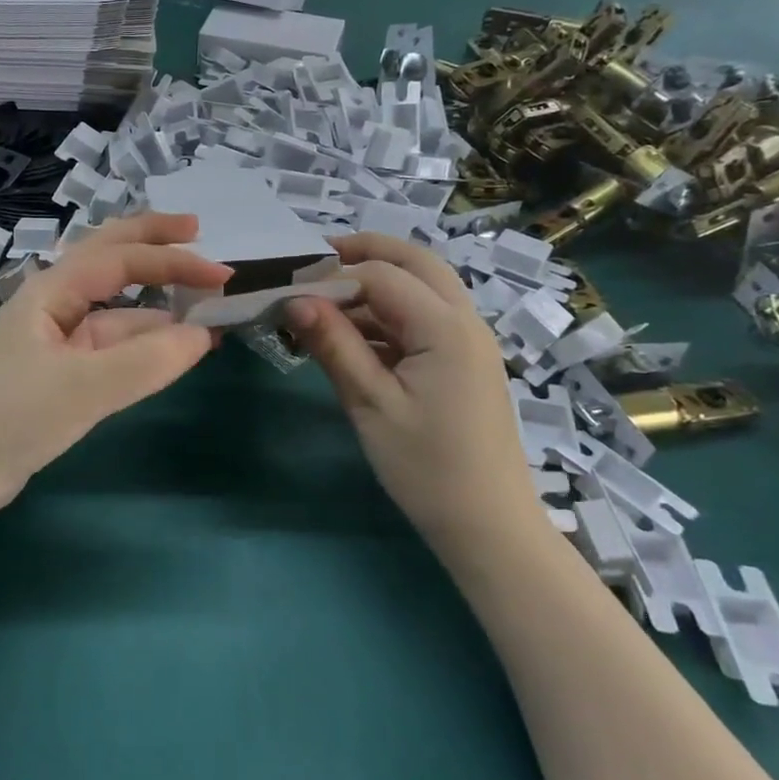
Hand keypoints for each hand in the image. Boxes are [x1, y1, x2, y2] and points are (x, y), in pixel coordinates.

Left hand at [0, 213, 231, 519]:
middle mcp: (53, 303)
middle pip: (109, 257)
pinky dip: (142, 339)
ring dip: (155, 299)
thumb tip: (204, 335)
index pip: (121, 258)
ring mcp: (56, 337)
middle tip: (198, 231)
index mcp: (51, 291)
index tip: (220, 273)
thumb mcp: (84, 388)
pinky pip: (109, 341)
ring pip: (114, 305)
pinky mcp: (60, 370)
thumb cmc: (14, 418)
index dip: (172, 259)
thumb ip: (147, 361)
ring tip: (201, 303)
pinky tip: (168, 346)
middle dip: (153, 242)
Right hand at [284, 234, 535, 547]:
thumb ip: (334, 345)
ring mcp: (469, 341)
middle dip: (365, 253)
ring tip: (323, 306)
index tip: (288, 288)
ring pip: (421, 288)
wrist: (489, 526)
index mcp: (446, 327)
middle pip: (415, 262)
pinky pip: (424, 320)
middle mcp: (465, 320)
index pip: (382, 275)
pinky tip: (352, 339)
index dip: (333, 275)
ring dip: (375, 286)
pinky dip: (389, 316)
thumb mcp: (370, 404)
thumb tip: (294, 300)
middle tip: (314, 263)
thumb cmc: (427, 467)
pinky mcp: (464, 362)